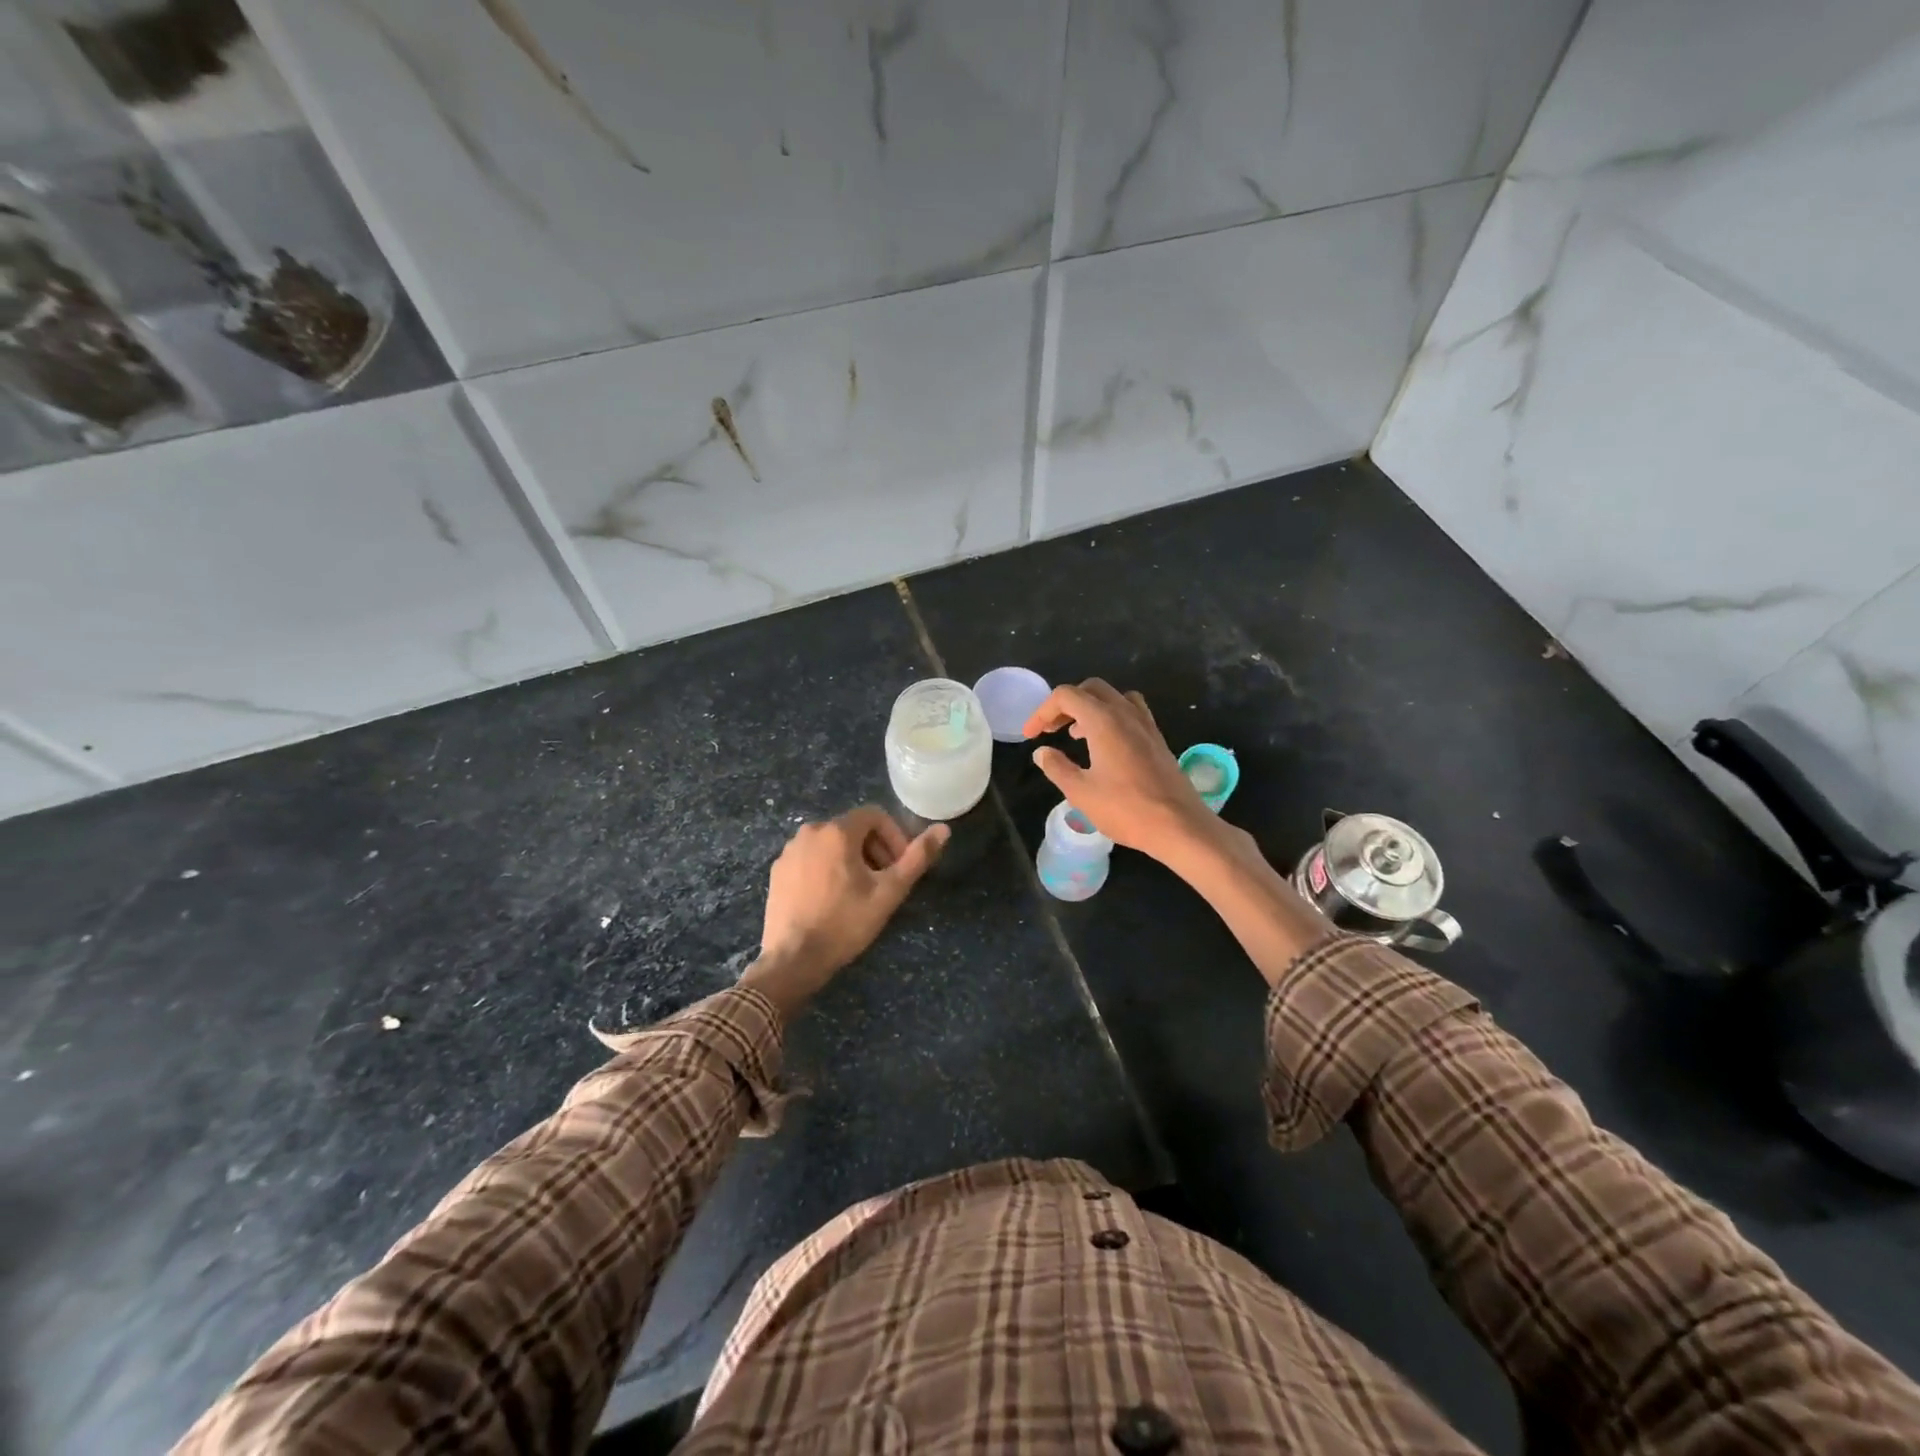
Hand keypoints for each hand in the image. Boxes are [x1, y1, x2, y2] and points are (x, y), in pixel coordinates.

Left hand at [741, 807, 948, 1019]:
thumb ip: (917, 858)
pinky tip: (831, 900)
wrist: (792, 960)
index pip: (875, 815)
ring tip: (859, 893)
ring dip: (851, 860)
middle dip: (874, 850)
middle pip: (853, 829)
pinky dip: (826, 869)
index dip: (894, 837)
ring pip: (831, 844)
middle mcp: (809, 831)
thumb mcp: (889, 892)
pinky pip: (811, 858)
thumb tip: (943, 829)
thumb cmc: (845, 923)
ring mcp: (789, 851)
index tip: (900, 866)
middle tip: (884, 882)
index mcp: (837, 831)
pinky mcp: (777, 871)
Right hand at [1022, 679, 1220, 862]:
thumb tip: (1042, 752)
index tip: (1031, 736)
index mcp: (1103, 720)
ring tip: (1077, 735)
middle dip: (1066, 705)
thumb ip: (1057, 767)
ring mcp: (1146, 724)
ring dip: (1090, 707)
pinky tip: (1106, 745)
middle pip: (1090, 689)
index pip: (1066, 696)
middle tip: (1052, 730)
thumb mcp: (1081, 792)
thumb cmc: (1127, 809)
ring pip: (1113, 697)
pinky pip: (1131, 711)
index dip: (1042, 711)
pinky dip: (1112, 716)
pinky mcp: (1157, 739)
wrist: (1180, 825)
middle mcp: (1126, 713)